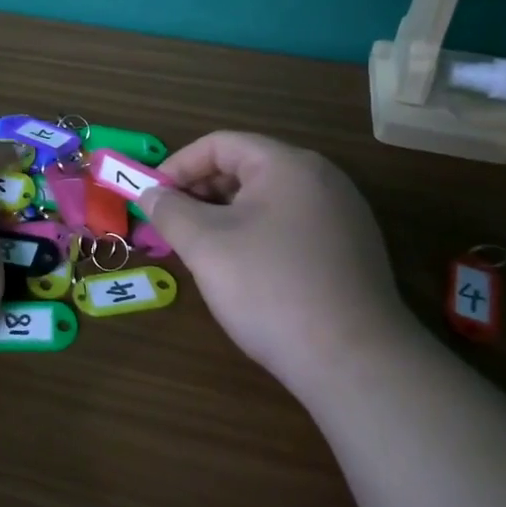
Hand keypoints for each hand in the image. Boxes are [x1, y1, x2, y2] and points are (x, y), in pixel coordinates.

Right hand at [138, 132, 400, 387]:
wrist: (355, 362)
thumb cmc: (270, 288)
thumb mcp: (205, 245)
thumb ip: (169, 210)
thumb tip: (150, 193)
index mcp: (287, 165)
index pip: (220, 144)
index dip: (179, 165)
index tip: (152, 197)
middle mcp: (321, 179)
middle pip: (246, 168)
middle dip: (201, 192)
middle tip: (172, 225)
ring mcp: (342, 215)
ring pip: (267, 199)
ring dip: (226, 215)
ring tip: (201, 249)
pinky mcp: (350, 250)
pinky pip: (290, 225)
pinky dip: (256, 234)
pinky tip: (243, 271)